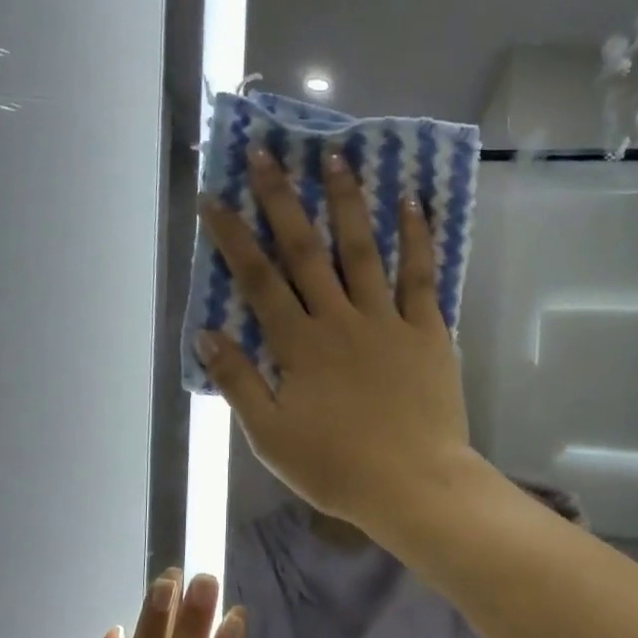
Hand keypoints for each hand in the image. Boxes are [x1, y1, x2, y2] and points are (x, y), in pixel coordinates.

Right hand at [196, 147, 473, 531]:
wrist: (413, 484)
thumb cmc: (337, 468)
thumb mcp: (272, 437)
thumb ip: (240, 383)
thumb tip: (208, 335)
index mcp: (299, 346)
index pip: (258, 281)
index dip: (233, 238)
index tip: (214, 198)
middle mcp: (340, 320)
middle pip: (306, 251)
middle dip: (282, 200)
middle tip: (266, 153)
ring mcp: (387, 321)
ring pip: (362, 251)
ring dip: (347, 202)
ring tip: (336, 156)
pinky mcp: (428, 332)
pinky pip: (421, 277)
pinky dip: (417, 238)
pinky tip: (412, 203)